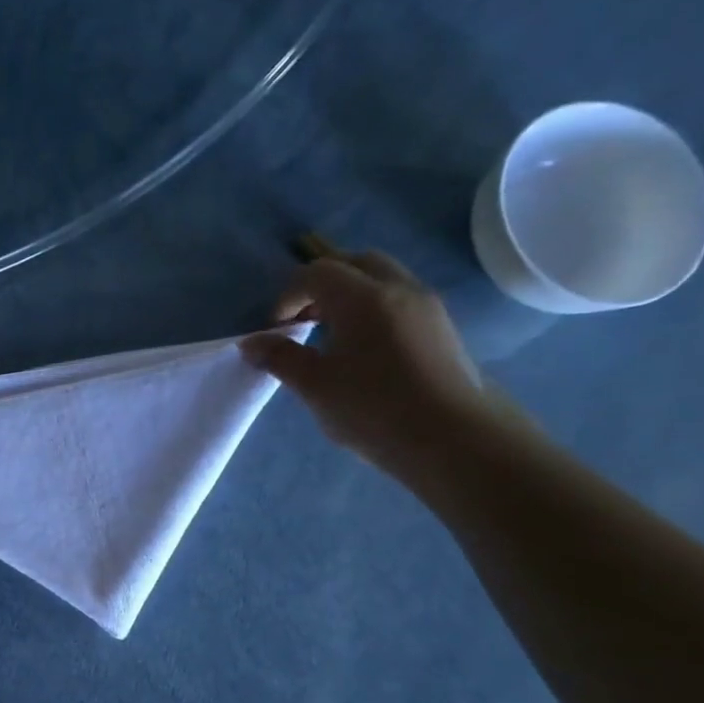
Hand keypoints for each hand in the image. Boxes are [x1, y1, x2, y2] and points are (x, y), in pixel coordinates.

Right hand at [241, 252, 491, 479]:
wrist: (453, 439)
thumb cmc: (374, 409)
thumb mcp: (315, 386)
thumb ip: (280, 358)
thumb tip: (251, 343)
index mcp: (363, 297)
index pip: (316, 273)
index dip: (288, 295)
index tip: (277, 328)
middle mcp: (398, 288)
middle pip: (354, 263)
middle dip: (323, 284)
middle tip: (305, 320)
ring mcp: (427, 306)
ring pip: (383, 279)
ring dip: (351, 295)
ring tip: (333, 335)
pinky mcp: (443, 328)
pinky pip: (401, 299)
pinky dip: (375, 309)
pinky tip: (366, 350)